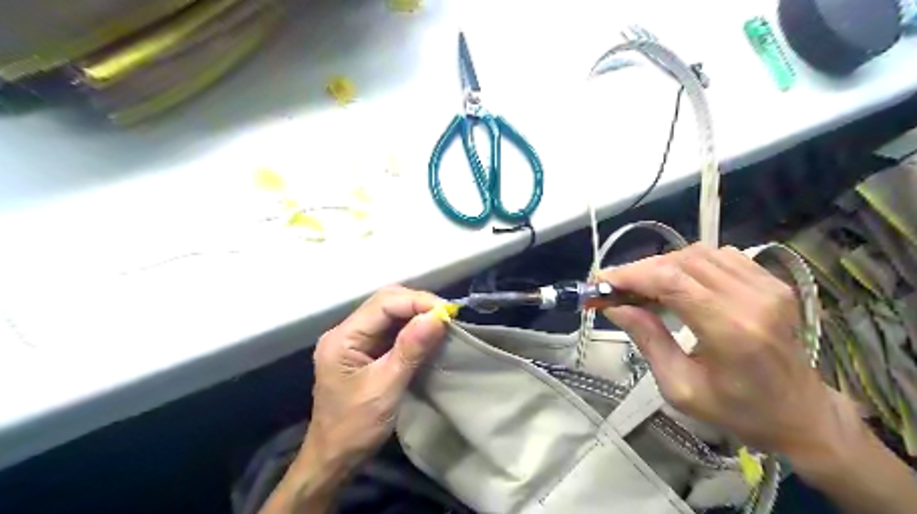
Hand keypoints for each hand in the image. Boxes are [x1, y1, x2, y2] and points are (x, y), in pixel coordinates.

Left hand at [260, 286, 445, 511]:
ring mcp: (354, 340)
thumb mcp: (386, 388)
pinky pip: (390, 329)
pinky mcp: (364, 350)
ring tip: (442, 321)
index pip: (383, 304)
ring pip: (389, 313)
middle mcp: (345, 332)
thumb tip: (437, 317)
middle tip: (447, 315)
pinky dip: (411, 328)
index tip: (447, 312)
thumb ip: (410, 349)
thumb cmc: (355, 428)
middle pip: (385, 302)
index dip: (416, 301)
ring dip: (416, 314)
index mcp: (342, 338)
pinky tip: (427, 333)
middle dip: (417, 304)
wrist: (334, 459)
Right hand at [603, 244, 852, 457]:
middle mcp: (753, 299)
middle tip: (614, 286)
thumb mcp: (680, 387)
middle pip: (681, 262)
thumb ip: (647, 340)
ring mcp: (767, 285)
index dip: (631, 275)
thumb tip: (614, 306)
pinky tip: (677, 281)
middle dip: (640, 269)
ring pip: (698, 253)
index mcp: (732, 331)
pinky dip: (688, 262)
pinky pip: (718, 255)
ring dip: (662, 264)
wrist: (801, 413)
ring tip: (642, 285)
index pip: (671, 281)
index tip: (601, 281)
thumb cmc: (738, 410)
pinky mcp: (772, 281)